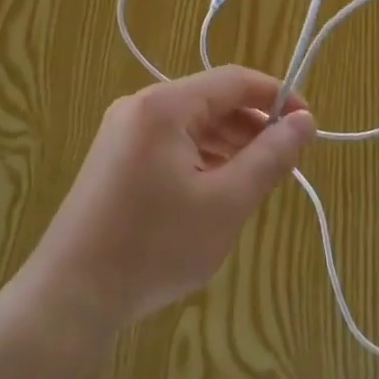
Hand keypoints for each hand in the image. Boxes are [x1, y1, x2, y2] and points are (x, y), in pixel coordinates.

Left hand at [25, 67, 314, 330]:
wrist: (69, 297)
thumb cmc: (155, 246)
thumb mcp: (226, 202)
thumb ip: (270, 157)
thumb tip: (305, 121)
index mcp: (165, 105)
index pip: (235, 81)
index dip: (278, 97)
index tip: (309, 127)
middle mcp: (141, 106)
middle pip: (213, 100)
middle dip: (253, 126)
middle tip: (285, 164)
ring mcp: (123, 131)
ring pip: (193, 124)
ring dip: (230, 145)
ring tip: (256, 182)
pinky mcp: (116, 158)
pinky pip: (171, 143)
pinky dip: (202, 159)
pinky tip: (217, 192)